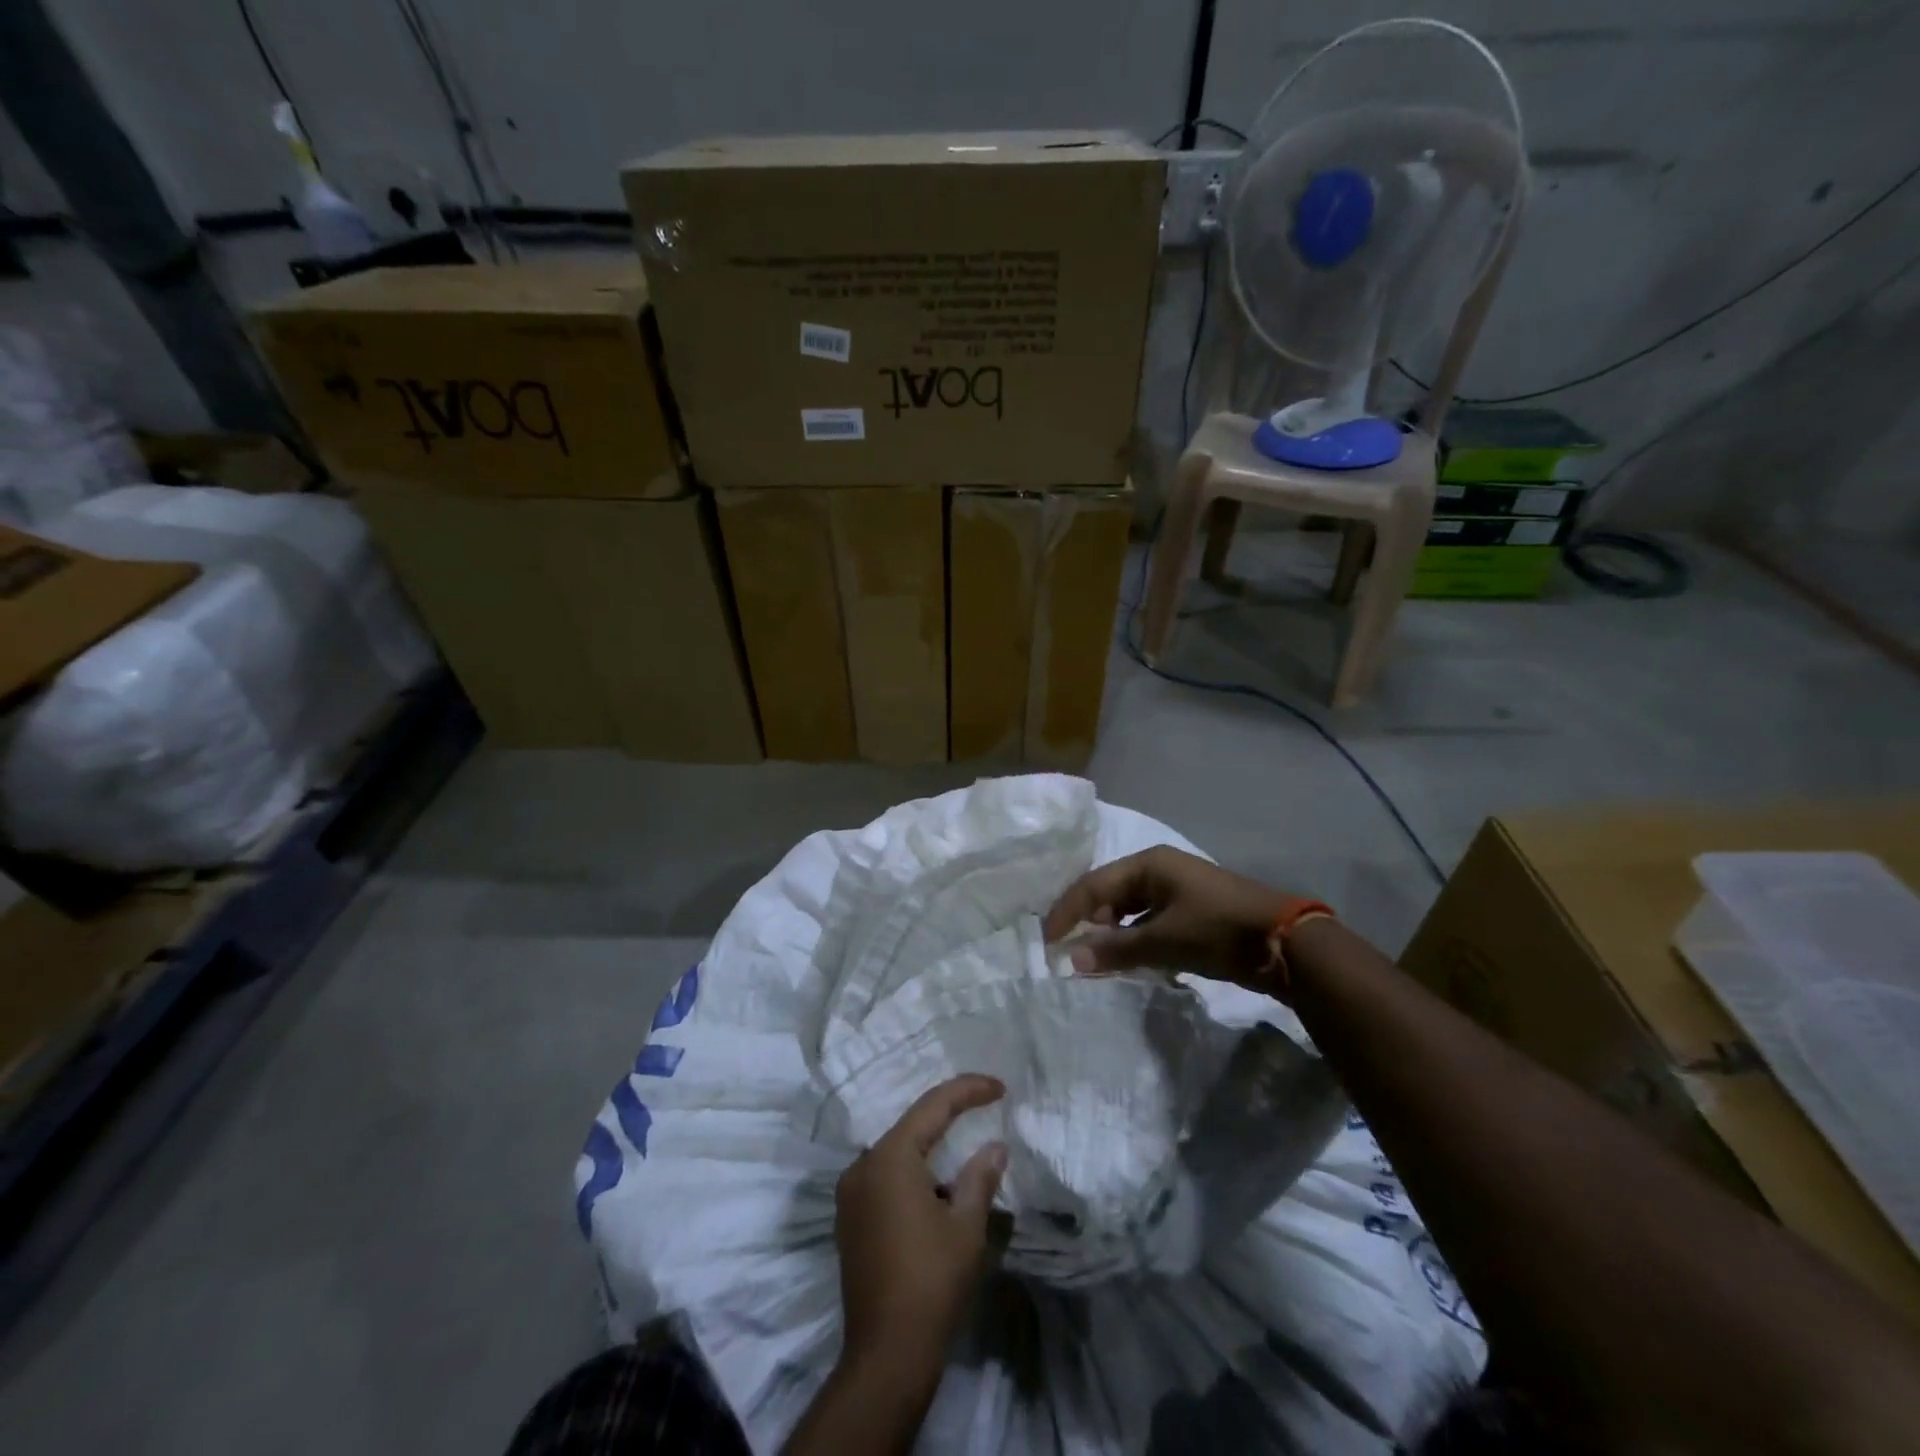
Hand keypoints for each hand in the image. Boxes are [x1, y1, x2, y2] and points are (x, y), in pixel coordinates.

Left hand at [833, 1075, 1008, 1374]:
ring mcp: (851, 1194)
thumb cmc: (931, 1282)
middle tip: (985, 1108)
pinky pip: (885, 1177)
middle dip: (949, 1116)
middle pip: (912, 1126)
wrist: (886, 1356)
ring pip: (898, 1152)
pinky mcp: (849, 1219)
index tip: (999, 1088)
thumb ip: (980, 1177)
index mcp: (890, 1158)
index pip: (933, 1106)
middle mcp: (863, 1166)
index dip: (968, 1091)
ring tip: (967, 1147)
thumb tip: (994, 1147)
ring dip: (931, 1148)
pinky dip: (914, 1172)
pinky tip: (938, 1187)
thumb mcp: (966, 1226)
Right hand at [1043, 846, 1299, 990]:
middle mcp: (1159, 871)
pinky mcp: (1191, 914)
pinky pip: (1149, 925)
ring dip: (1111, 935)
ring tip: (1092, 961)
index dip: (1067, 911)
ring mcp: (1176, 892)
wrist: (1287, 943)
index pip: (1093, 884)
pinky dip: (1134, 942)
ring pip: (1129, 912)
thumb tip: (1070, 960)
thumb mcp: (1164, 940)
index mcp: (1148, 864)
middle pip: (1109, 895)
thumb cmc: (1219, 929)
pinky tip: (1127, 962)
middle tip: (1067, 953)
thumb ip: (1116, 949)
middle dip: (1088, 923)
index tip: (1047, 941)